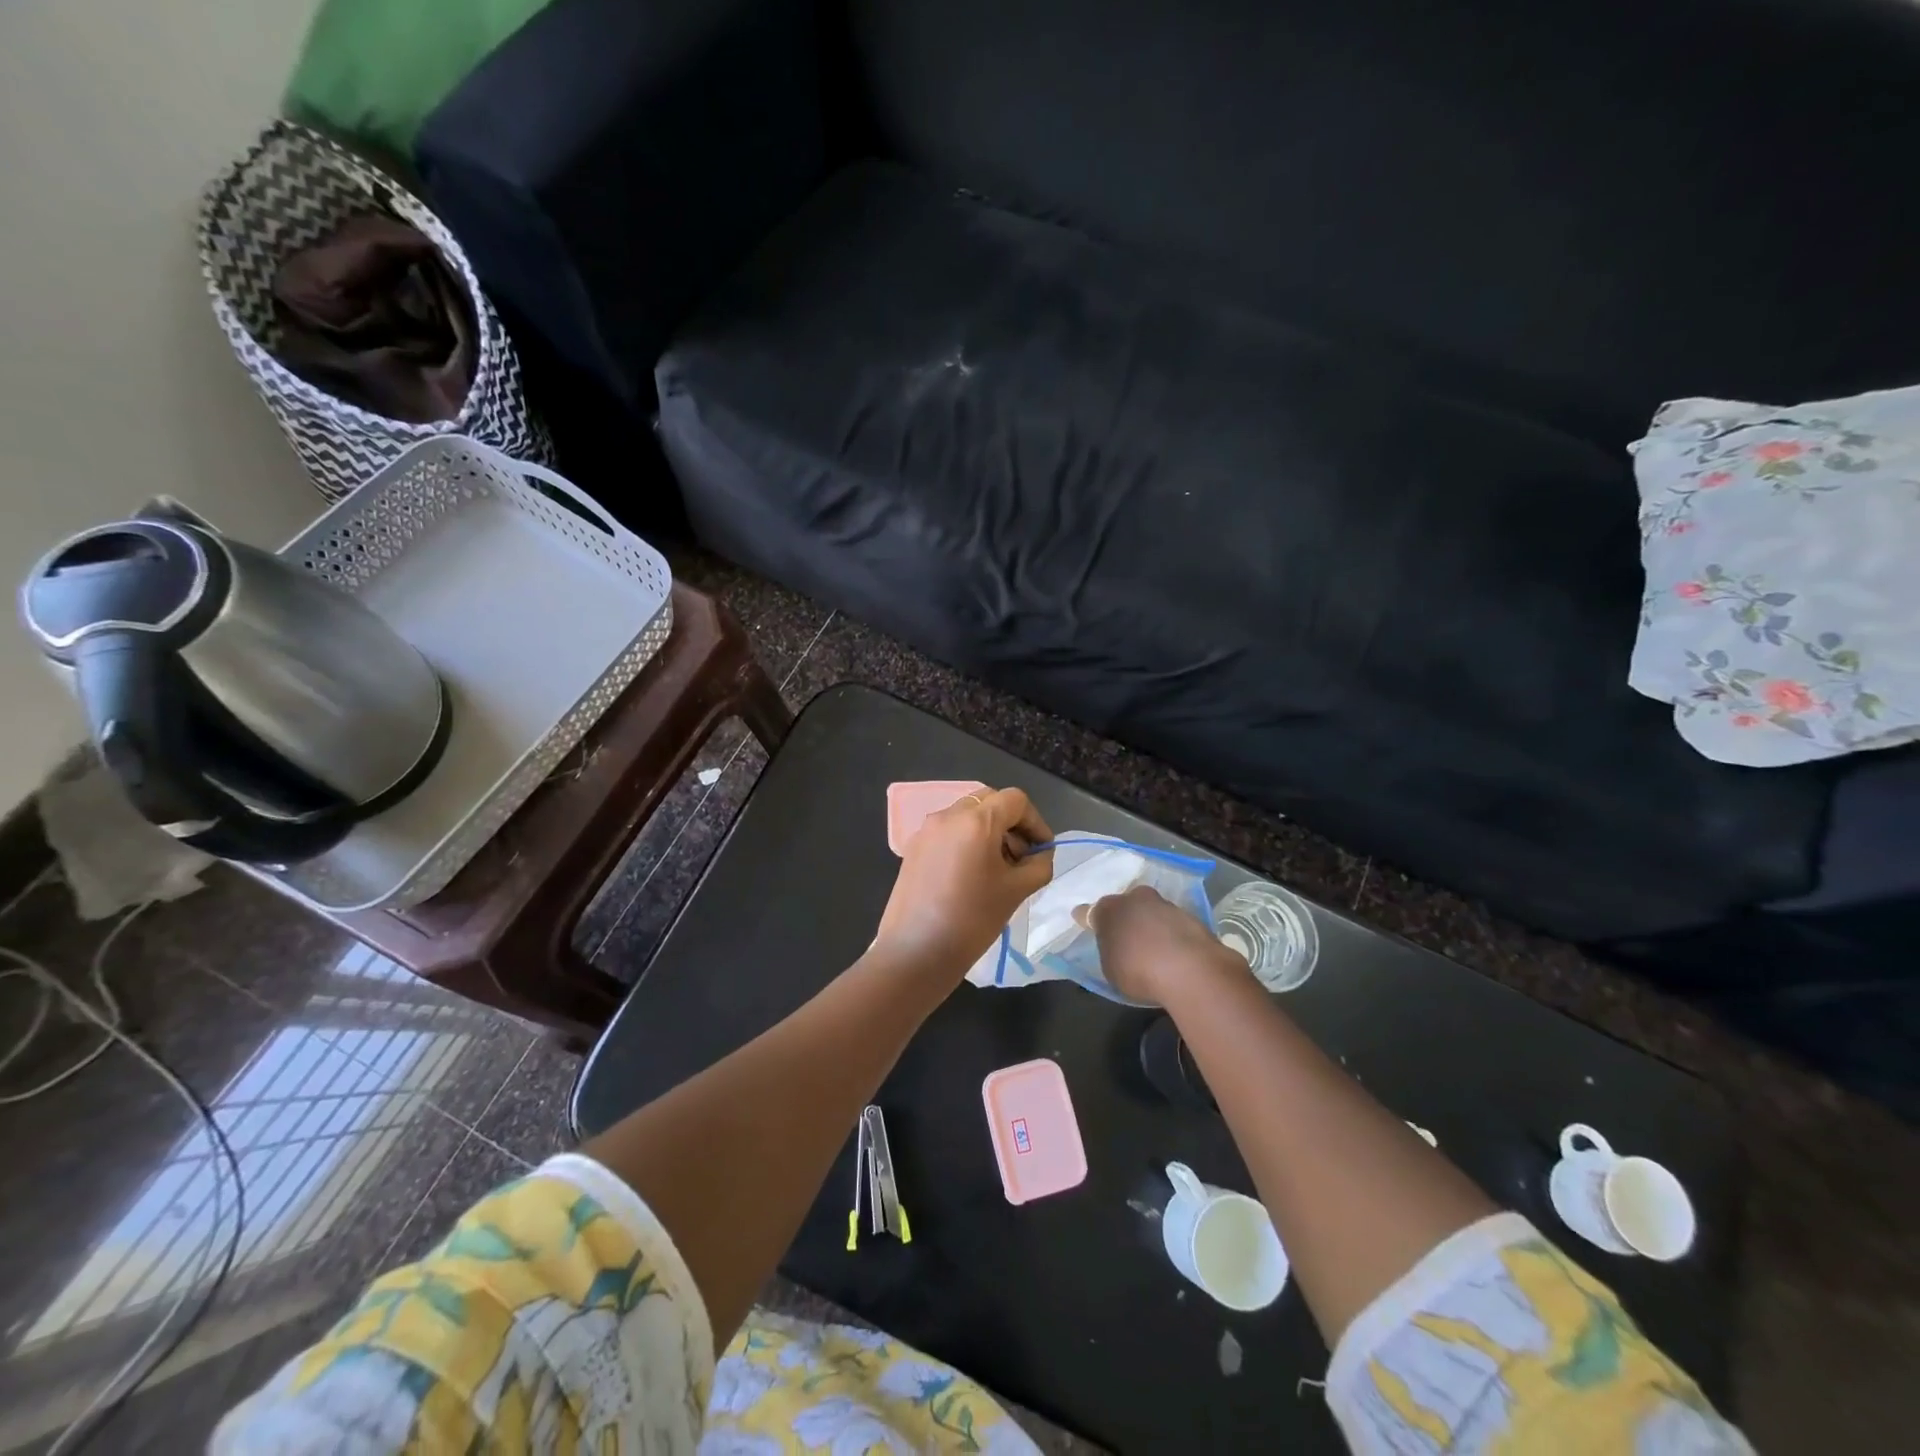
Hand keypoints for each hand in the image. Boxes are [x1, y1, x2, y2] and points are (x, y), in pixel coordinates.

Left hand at [874, 787, 1053, 976]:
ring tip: (997, 869)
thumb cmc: (973, 919)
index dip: (1035, 822)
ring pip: (967, 816)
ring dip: (988, 832)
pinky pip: (948, 832)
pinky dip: (966, 842)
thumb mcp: (1017, 891)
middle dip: (1011, 824)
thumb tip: (1040, 854)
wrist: (917, 951)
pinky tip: (970, 876)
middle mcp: (948, 815)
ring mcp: (926, 830)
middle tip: (1021, 858)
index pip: (1015, 800)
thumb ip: (1038, 865)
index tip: (1042, 851)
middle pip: (989, 802)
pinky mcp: (913, 848)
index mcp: (976, 820)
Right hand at [1084, 884, 1251, 1004]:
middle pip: (1125, 904)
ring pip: (1151, 910)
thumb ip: (1110, 950)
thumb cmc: (1138, 971)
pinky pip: (1172, 923)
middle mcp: (1135, 898)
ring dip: (1150, 923)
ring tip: (1153, 946)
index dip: (1089, 919)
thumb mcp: (1111, 968)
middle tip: (1126, 935)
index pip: (1091, 912)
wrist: (1189, 970)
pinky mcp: (1189, 915)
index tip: (1084, 921)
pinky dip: (1170, 933)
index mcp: (1108, 909)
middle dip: (1125, 916)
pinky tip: (1173, 951)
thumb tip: (1114, 943)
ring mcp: (1164, 904)